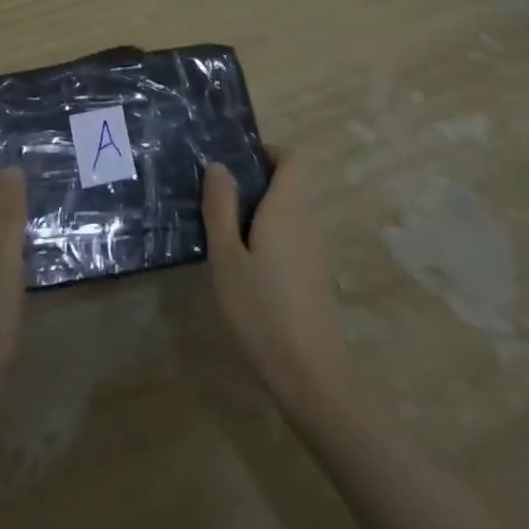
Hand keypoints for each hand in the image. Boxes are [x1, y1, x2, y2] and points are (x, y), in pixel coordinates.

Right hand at [202, 149, 351, 420]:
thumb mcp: (226, 257)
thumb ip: (221, 208)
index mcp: (288, 207)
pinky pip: (290, 237)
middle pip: (288, 183)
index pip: (291, 158)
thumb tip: (218, 165)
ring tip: (220, 231)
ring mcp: (314, 250)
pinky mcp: (313, 275)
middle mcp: (307, 220)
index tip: (233, 164)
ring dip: (258, 212)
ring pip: (288, 212)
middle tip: (213, 199)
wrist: (311, 375)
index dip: (265, 152)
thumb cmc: (261, 309)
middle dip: (254, 183)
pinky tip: (242, 266)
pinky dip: (267, 237)